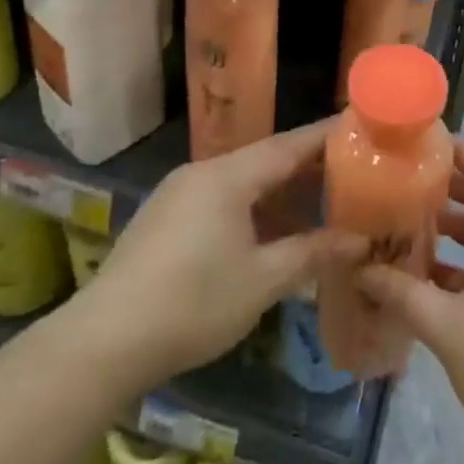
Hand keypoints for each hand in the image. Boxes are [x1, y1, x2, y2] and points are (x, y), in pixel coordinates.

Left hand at [68, 122, 364, 391]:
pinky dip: (250, 206)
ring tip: (315, 202)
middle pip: (263, 160)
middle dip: (305, 166)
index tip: (356, 123)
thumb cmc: (194, 304)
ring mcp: (177, 194)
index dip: (324, 136)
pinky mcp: (163, 219)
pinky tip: (266, 232)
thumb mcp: (262, 281)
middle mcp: (202, 173)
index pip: (287, 145)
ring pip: (240, 181)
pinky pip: (218, 199)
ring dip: (277, 191)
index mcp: (228, 177)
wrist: (105, 341)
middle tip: (347, 168)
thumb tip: (358, 240)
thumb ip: (312, 253)